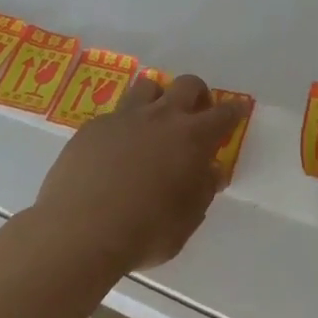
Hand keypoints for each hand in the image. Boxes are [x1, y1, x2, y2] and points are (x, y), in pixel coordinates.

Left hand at [33, 73, 243, 272]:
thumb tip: (208, 170)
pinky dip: (122, 127)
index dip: (235, 110)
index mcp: (193, 137)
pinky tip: (114, 152)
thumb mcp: (188, 219)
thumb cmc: (144, 231)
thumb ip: (203, 189)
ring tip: (153, 123)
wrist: (78, 233)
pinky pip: (114, 115)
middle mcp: (162, 117)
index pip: (224, 113)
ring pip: (148, 86)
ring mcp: (124, 117)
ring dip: (158, 99)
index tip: (239, 108)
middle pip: (188, 84)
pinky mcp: (92, 127)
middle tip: (194, 116)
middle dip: (198, 95)